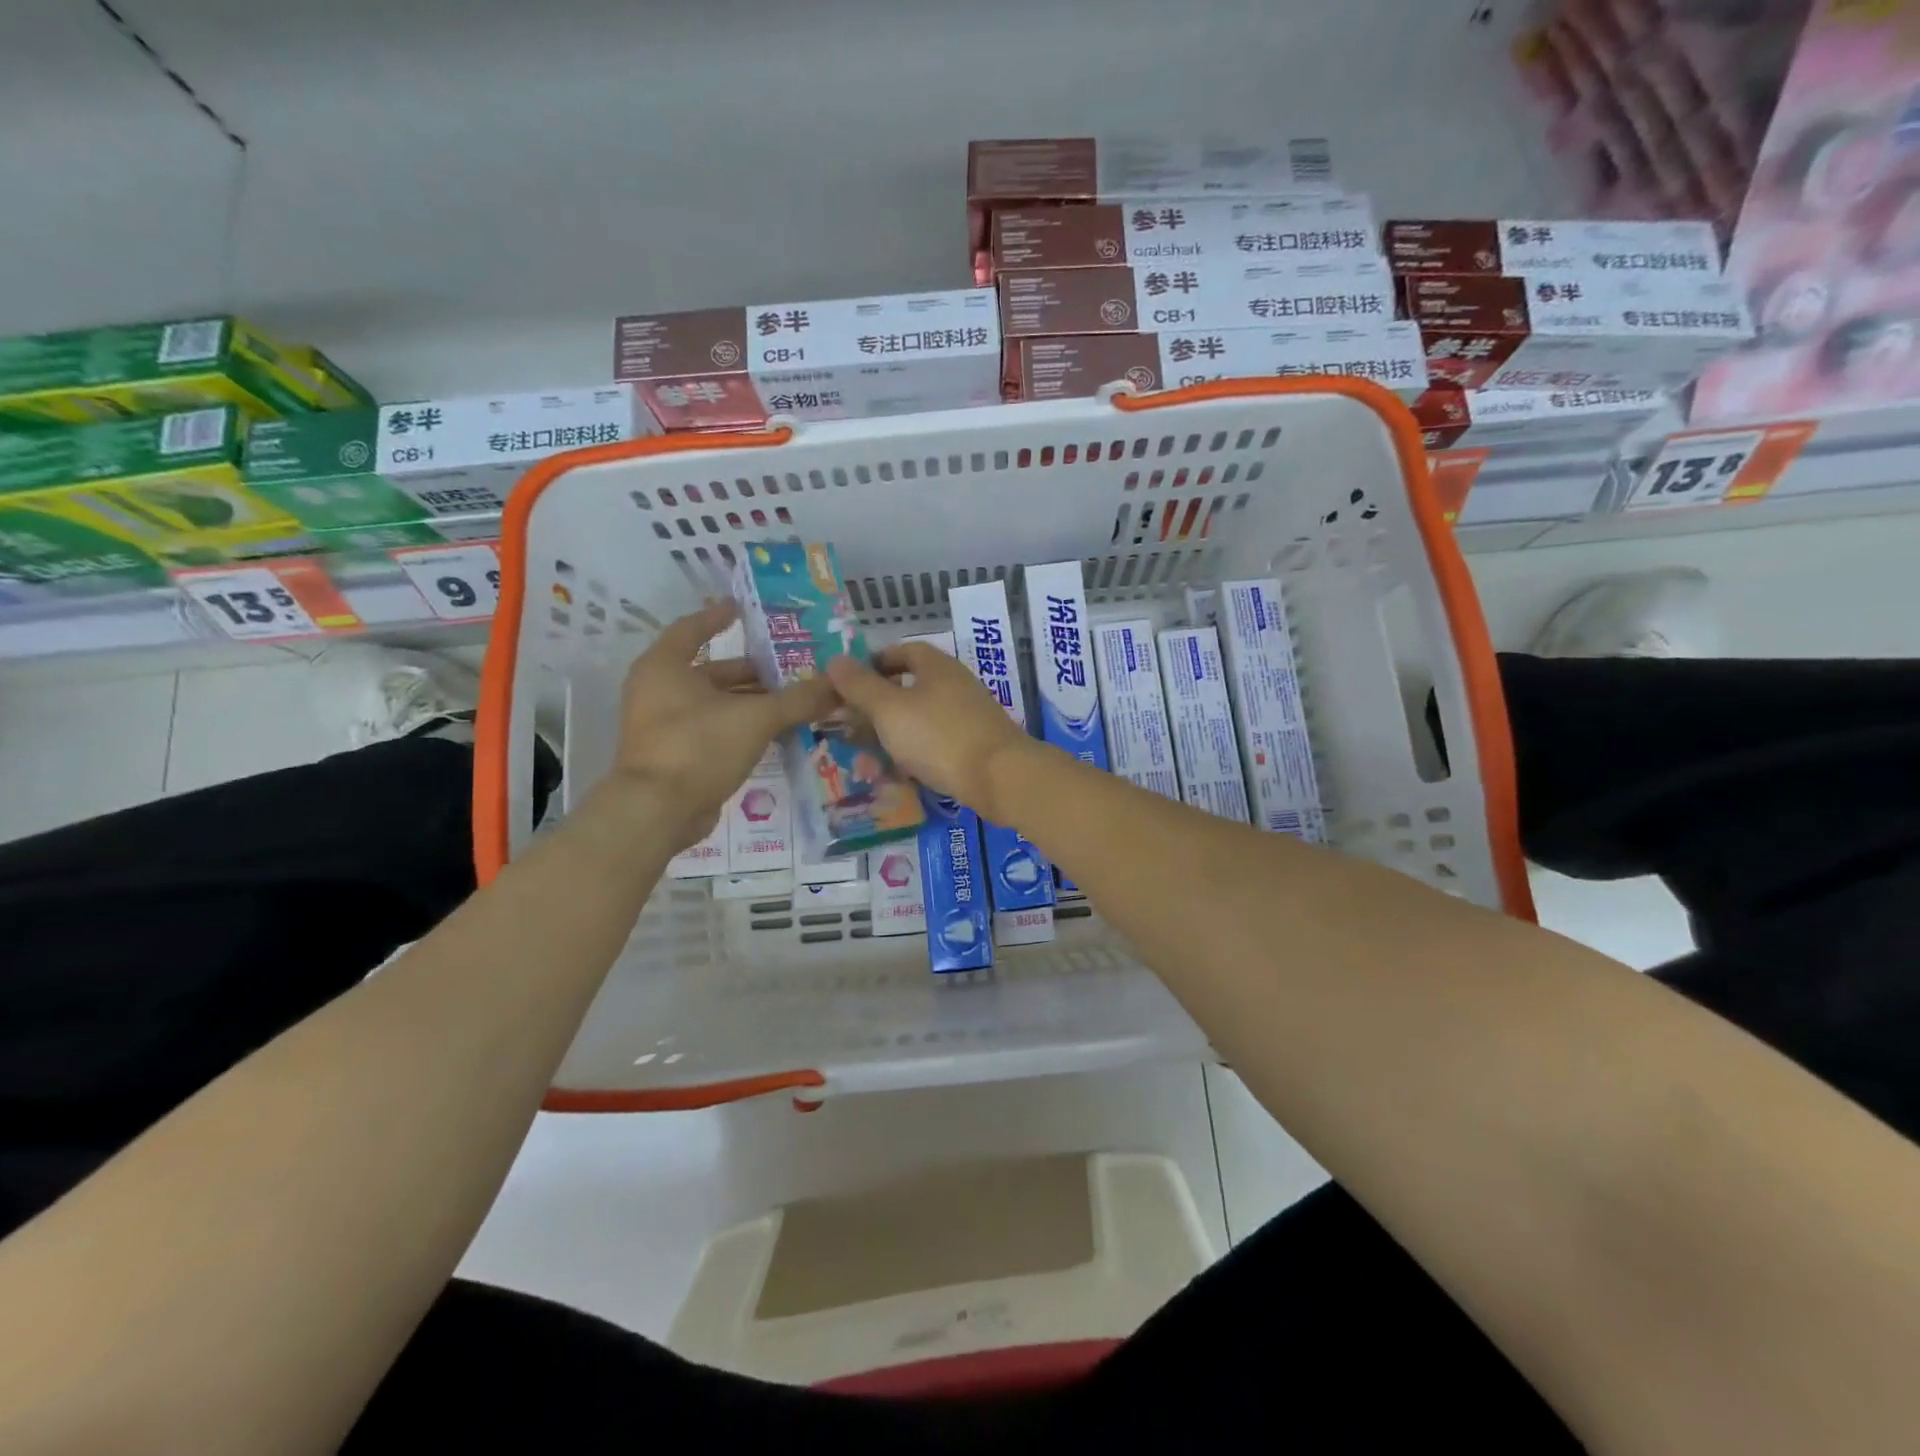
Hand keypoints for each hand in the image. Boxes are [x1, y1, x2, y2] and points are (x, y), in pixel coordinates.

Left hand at [613, 600, 834, 848]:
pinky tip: (776, 732)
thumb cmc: (698, 746)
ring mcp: (664, 726)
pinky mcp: (676, 756)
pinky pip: (715, 731)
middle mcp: (659, 691)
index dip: (720, 617)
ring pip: (716, 704)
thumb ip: (798, 700)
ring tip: (793, 700)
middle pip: (711, 671)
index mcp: (665, 667)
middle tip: (791, 666)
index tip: (745, 609)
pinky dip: (742, 728)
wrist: (657, 812)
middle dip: (752, 670)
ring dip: (752, 702)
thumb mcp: (755, 718)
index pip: (693, 628)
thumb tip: (839, 684)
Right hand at [826, 643, 1038, 820]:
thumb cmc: (939, 736)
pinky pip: (937, 743)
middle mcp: (955, 684)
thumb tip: (835, 660)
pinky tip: (902, 774)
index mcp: (936, 666)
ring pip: (922, 719)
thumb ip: (860, 686)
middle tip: (851, 725)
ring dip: (894, 734)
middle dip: (879, 706)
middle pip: (911, 686)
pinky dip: (916, 754)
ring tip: (868, 757)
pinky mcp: (976, 745)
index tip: (850, 682)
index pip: (903, 651)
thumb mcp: (889, 709)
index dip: (875, 663)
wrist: (999, 777)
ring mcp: (969, 716)